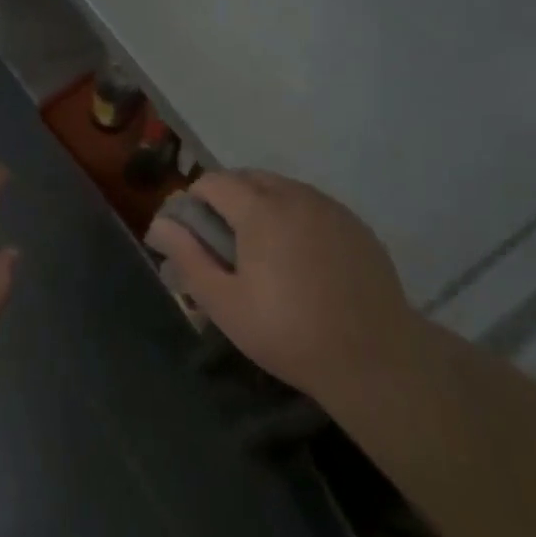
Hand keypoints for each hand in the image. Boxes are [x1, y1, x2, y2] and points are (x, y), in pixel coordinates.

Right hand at [146, 170, 419, 400]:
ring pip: (282, 188)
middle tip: (224, 243)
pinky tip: (300, 257)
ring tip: (262, 250)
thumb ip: (188, 256)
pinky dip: (295, 216)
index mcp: (260, 209)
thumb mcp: (224, 302)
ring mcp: (330, 207)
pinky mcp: (355, 225)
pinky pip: (312, 205)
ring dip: (262, 204)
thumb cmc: (288, 332)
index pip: (213, 181)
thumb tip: (160, 223)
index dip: (194, 201)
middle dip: (227, 198)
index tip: (194, 234)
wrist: (375, 359)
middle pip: (248, 178)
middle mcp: (295, 195)